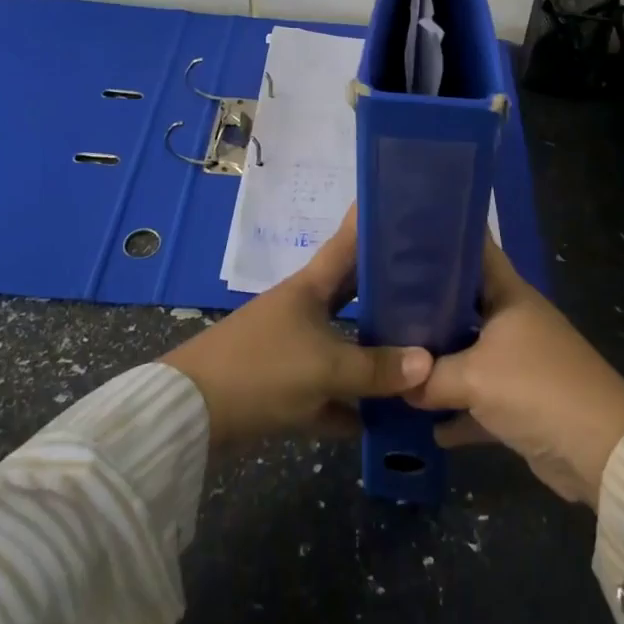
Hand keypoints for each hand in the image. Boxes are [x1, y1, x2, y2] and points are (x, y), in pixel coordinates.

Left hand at [162, 207, 430, 448]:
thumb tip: (428, 362)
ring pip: (342, 344)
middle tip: (432, 285)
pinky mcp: (282, 386)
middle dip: (387, 290)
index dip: (370, 222)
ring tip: (419, 352)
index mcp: (310, 288)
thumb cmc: (263, 370)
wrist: (190, 415)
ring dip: (372, 353)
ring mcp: (291, 347)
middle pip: (352, 294)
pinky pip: (327, 390)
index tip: (400, 203)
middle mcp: (303, 310)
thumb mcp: (326, 369)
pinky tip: (380, 421)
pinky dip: (349, 403)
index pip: (347, 243)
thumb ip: (377, 368)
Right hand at [405, 239, 623, 507]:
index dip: (443, 237)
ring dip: (439, 363)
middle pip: (463, 303)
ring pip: (468, 352)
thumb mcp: (473, 377)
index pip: (475, 249)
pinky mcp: (521, 401)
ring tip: (393, 360)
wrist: (600, 451)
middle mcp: (513, 320)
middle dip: (426, 306)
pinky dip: (457, 411)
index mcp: (508, 295)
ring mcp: (519, 361)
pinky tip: (427, 425)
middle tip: (381, 302)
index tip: (404, 234)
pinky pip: (479, 398)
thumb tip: (396, 383)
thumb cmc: (536, 388)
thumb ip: (429, 377)